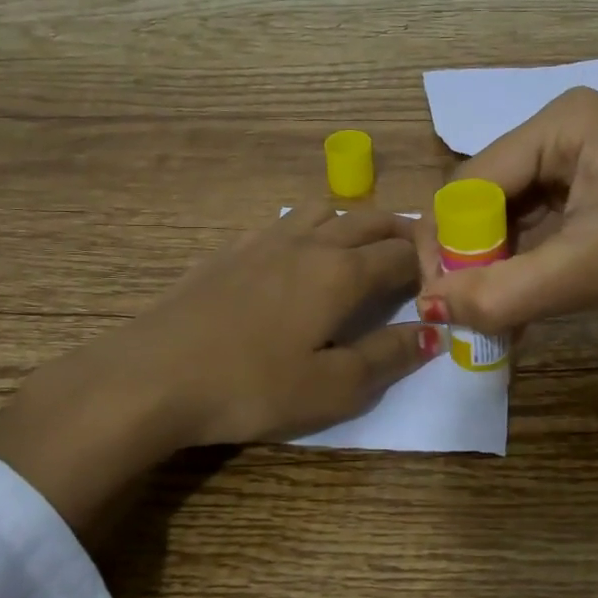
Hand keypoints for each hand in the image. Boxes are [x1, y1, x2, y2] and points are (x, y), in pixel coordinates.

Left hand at [0, 204, 439, 538]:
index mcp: (342, 273)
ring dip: (356, 222)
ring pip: (326, 209)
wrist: (153, 374)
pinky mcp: (231, 249)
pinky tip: (300, 253)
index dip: (431, 264)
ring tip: (363, 249)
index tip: (444, 281)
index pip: (402, 254)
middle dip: (402, 233)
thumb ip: (387, 357)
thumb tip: (432, 332)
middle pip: (370, 220)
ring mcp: (266, 239)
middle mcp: (310, 243)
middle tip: (417, 257)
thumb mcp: (332, 388)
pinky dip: (312, 226)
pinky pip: (286, 220)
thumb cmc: (251, 386)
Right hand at [413, 88, 597, 391]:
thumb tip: (429, 308)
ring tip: (488, 320)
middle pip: (478, 199)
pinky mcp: (570, 192)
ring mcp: (562, 162)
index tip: (441, 302)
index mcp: (559, 124)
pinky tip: (510, 309)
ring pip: (494, 219)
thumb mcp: (586, 274)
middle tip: (462, 315)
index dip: (449, 243)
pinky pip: (519, 231)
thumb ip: (503, 292)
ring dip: (486, 270)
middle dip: (468, 259)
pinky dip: (510, 270)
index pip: (471, 183)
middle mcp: (553, 131)